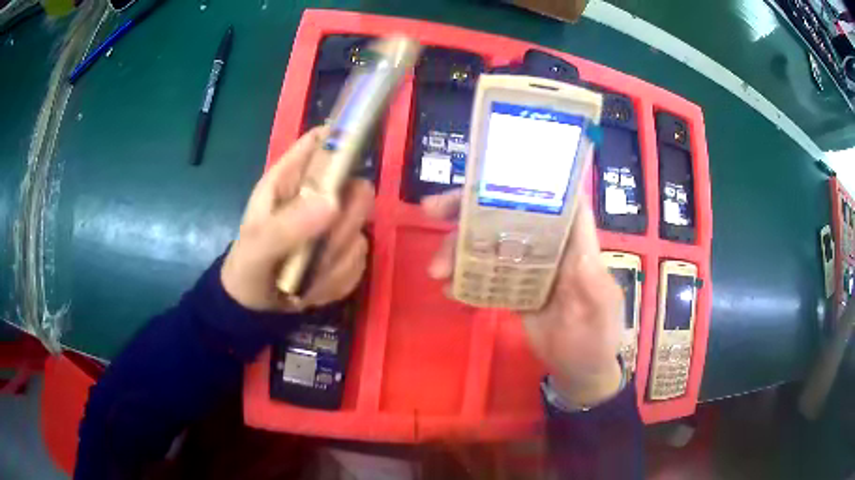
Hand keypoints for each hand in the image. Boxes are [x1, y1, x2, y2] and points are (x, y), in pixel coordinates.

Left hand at [222, 127, 373, 311]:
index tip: (356, 162)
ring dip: (336, 259)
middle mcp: (317, 196)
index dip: (344, 140)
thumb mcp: (258, 247)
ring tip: (306, 274)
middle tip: (322, 244)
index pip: (322, 141)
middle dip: (344, 222)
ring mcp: (335, 225)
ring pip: (362, 229)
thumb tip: (333, 202)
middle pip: (357, 186)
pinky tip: (314, 285)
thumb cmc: (248, 266)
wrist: (256, 307)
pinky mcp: (346, 253)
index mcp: (290, 179)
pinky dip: (339, 278)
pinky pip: (360, 259)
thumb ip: (288, 226)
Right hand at [422, 191, 623, 405]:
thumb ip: (590, 277)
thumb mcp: (599, 308)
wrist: (580, 372)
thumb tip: (571, 243)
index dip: (521, 180)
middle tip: (433, 211)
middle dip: (470, 209)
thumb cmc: (597, 339)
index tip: (483, 176)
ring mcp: (528, 267)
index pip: (551, 197)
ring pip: (491, 243)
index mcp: (573, 243)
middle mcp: (549, 247)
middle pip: (509, 214)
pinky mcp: (514, 288)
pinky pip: (486, 274)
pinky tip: (449, 289)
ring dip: (460, 249)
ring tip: (437, 270)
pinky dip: (465, 279)